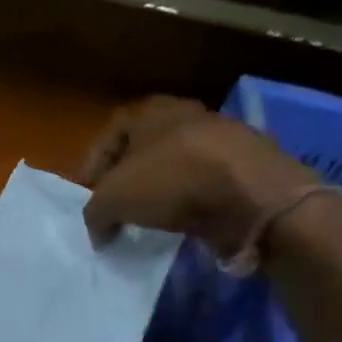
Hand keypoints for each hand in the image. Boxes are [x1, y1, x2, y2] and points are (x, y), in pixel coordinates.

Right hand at [80, 97, 320, 253]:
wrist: (253, 194)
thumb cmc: (171, 182)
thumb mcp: (112, 199)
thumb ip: (94, 213)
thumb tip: (98, 231)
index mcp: (151, 111)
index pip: (109, 135)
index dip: (92, 167)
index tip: (88, 196)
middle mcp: (186, 115)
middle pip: (143, 150)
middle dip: (127, 179)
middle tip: (116, 208)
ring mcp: (221, 138)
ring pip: (176, 166)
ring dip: (160, 191)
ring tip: (148, 220)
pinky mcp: (246, 165)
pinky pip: (205, 184)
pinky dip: (190, 201)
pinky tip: (183, 222)